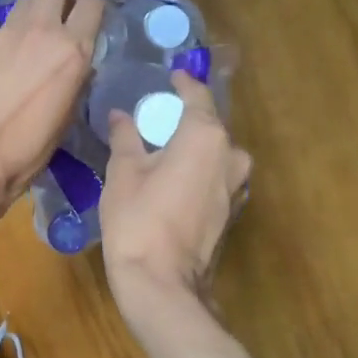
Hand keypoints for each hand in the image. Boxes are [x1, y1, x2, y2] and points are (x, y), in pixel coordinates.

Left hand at [0, 0, 103, 226]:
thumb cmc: (27, 149)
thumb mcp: (67, 118)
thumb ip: (76, 80)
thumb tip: (77, 66)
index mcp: (72, 51)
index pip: (92, 3)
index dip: (94, 9)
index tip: (92, 21)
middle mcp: (42, 31)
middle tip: (64, 14)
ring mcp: (8, 33)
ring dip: (37, 9)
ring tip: (36, 33)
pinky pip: (7, 23)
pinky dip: (14, 30)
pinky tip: (11, 54)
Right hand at [99, 70, 251, 306]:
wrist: (161, 281)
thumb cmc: (138, 218)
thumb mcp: (123, 171)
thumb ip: (126, 137)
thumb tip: (121, 116)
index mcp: (206, 136)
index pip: (197, 96)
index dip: (183, 83)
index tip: (171, 76)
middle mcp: (231, 155)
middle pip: (209, 125)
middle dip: (185, 118)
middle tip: (157, 116)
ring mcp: (236, 186)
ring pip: (215, 153)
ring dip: (193, 146)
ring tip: (162, 147)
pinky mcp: (231, 210)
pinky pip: (215, 176)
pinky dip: (197, 169)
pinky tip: (173, 176)